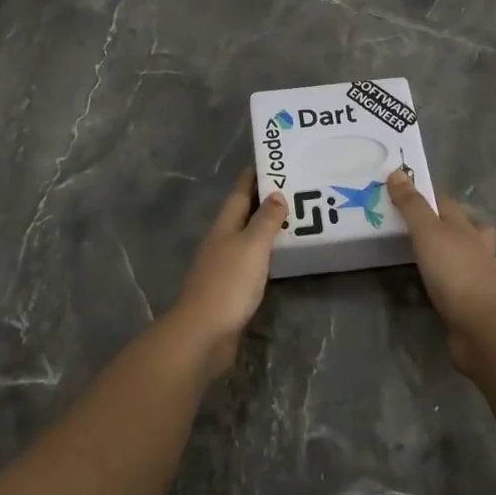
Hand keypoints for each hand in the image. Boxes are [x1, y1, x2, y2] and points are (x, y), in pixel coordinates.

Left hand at [166, 170, 285, 380]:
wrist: (203, 333)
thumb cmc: (228, 283)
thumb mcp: (252, 246)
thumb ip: (265, 220)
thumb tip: (276, 194)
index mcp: (224, 225)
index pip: (240, 192)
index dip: (254, 176)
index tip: (272, 161)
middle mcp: (221, 241)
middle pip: (243, 213)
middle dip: (263, 200)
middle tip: (292, 189)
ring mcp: (222, 266)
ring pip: (246, 238)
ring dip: (265, 227)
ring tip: (292, 219)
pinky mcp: (228, 289)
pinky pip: (250, 261)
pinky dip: (264, 254)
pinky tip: (278, 258)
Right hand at [387, 169, 495, 373]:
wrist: (479, 326)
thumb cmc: (452, 271)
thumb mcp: (426, 231)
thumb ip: (411, 204)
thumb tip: (397, 172)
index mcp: (467, 226)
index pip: (447, 202)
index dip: (427, 196)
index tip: (404, 196)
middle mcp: (479, 246)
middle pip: (468, 226)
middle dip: (452, 222)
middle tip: (423, 226)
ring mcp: (483, 275)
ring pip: (475, 254)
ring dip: (462, 251)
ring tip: (438, 254)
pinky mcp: (479, 301)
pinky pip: (468, 284)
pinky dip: (459, 281)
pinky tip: (446, 285)